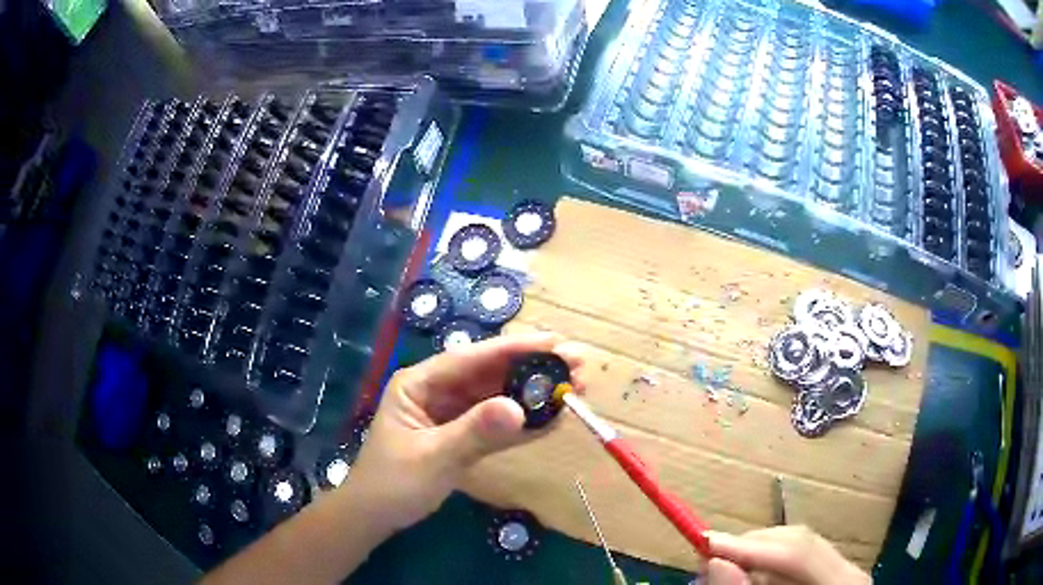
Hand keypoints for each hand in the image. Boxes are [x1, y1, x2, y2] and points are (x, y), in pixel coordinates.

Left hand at [342, 332, 584, 533]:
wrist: (376, 516)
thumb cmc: (393, 483)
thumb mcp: (432, 457)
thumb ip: (474, 433)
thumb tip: (521, 408)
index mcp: (419, 383)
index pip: (471, 358)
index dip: (514, 349)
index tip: (554, 342)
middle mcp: (438, 391)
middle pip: (490, 373)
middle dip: (532, 368)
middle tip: (577, 364)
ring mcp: (452, 413)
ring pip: (499, 396)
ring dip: (534, 393)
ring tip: (575, 387)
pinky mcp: (464, 435)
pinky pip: (498, 423)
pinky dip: (525, 422)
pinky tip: (554, 417)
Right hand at [704, 526, 870, 584]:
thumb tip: (716, 562)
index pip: (798, 553)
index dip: (750, 546)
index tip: (706, 544)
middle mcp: (848, 574)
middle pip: (799, 545)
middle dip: (751, 550)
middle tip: (707, 559)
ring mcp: (842, 575)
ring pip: (797, 551)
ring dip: (756, 559)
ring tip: (723, 571)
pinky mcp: (832, 580)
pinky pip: (797, 566)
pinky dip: (767, 571)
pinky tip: (748, 580)